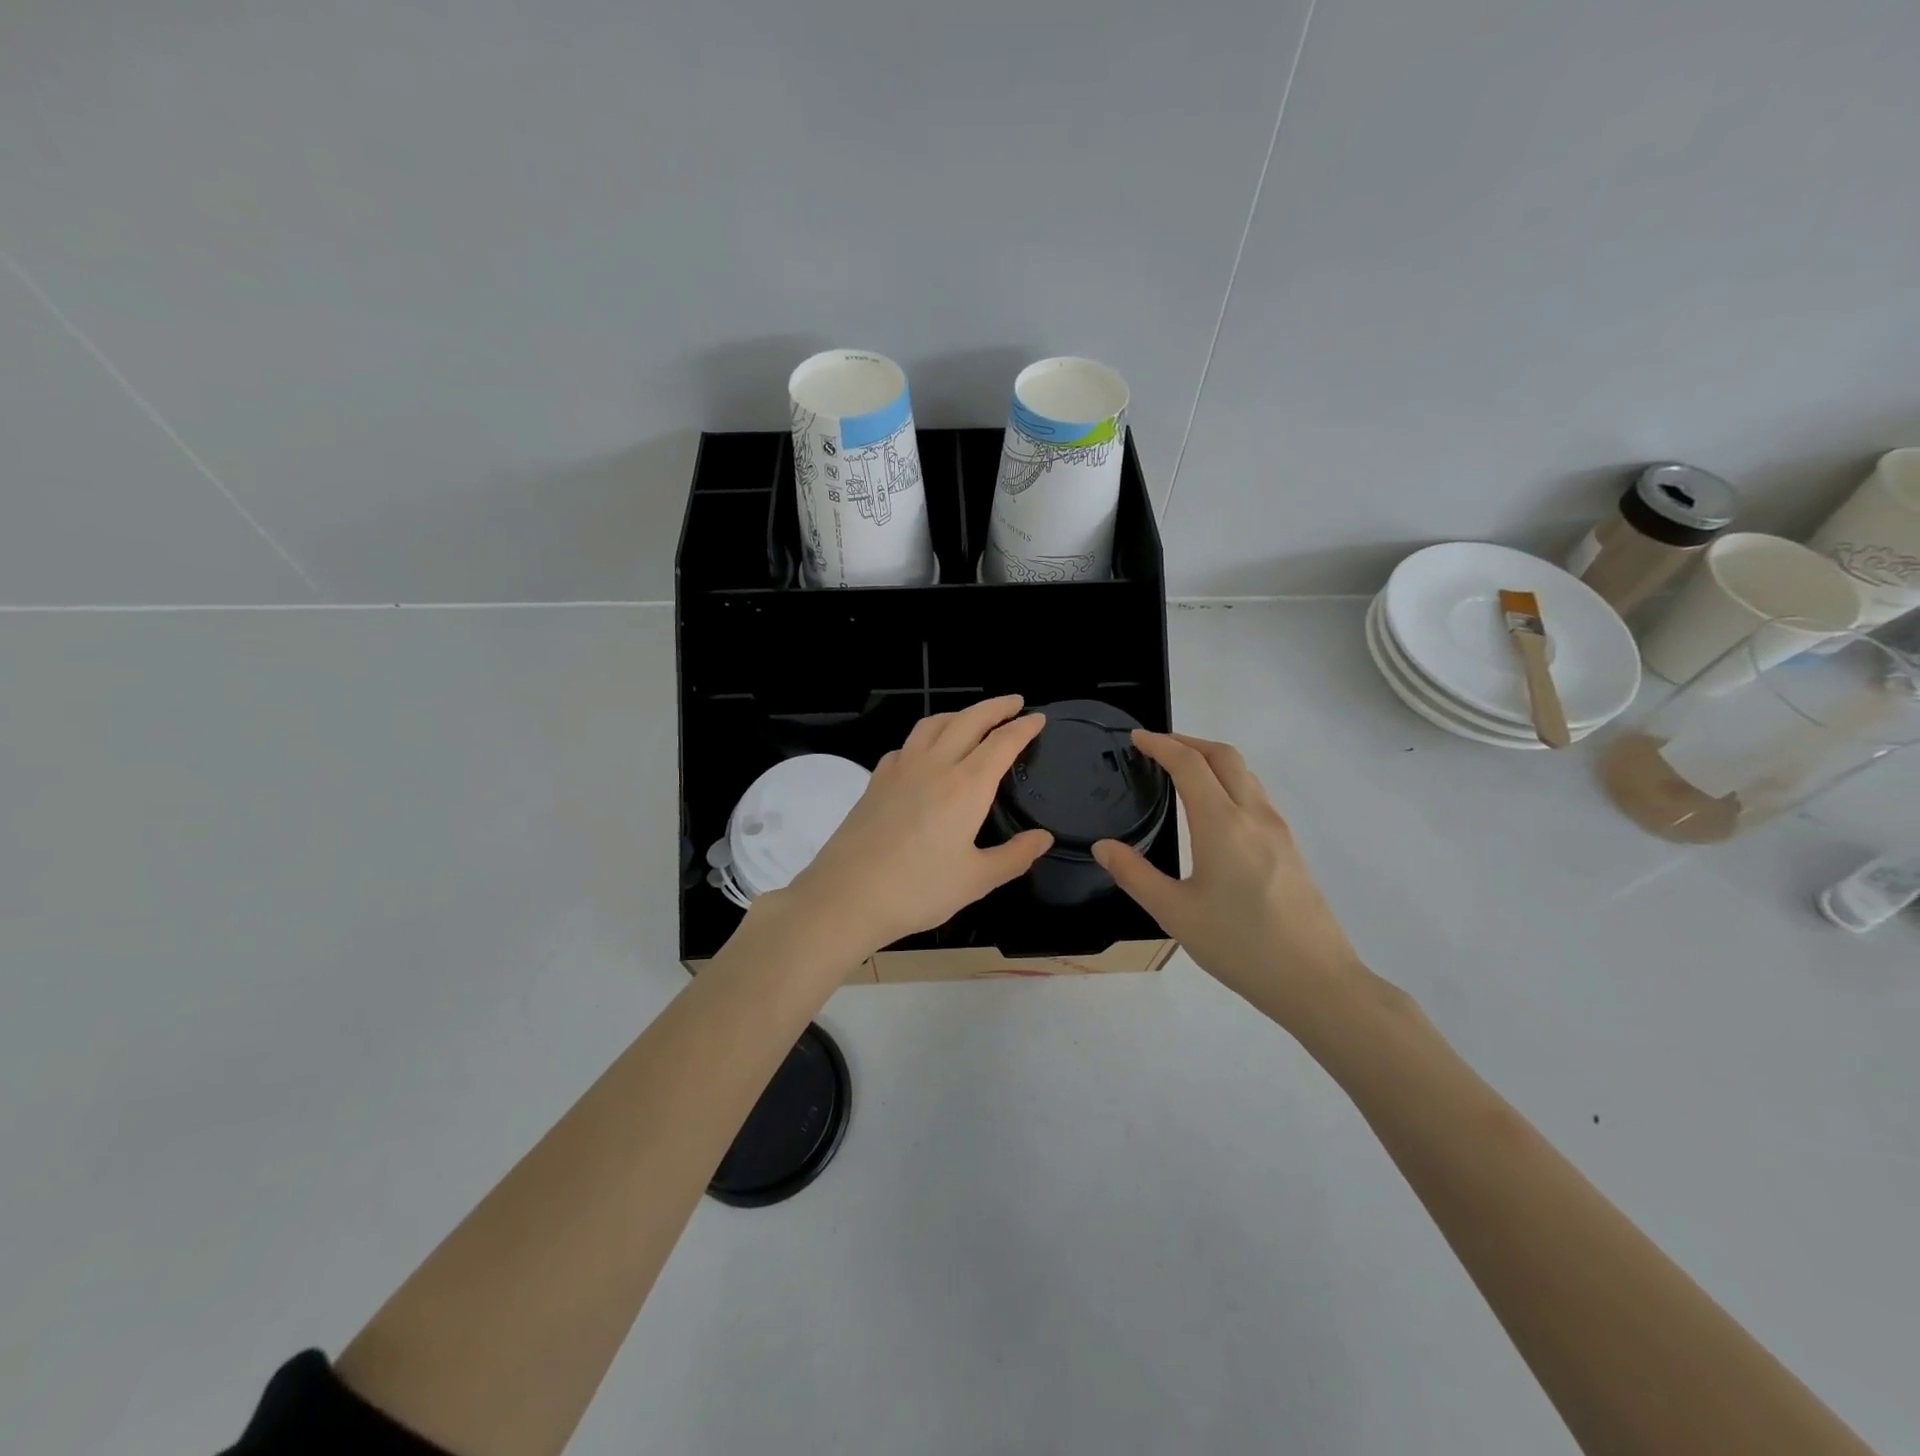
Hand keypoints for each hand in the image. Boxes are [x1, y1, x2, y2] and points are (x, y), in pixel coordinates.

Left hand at [773, 696, 1053, 959]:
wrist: (846, 895)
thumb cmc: (918, 890)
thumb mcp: (976, 880)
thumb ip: (1014, 856)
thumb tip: (1043, 838)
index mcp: (966, 786)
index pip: (1002, 743)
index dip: (1023, 727)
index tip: (1038, 718)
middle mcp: (935, 765)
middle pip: (969, 720)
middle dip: (995, 707)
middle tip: (1014, 702)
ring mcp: (900, 768)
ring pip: (933, 724)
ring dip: (959, 714)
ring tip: (973, 719)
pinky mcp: (876, 780)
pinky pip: (907, 744)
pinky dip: (926, 736)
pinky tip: (926, 753)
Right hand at [1092, 732, 1364, 1023]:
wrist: (1316, 981)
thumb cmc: (1240, 946)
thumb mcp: (1175, 914)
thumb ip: (1134, 874)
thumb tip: (1103, 846)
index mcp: (1222, 824)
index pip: (1189, 764)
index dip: (1161, 744)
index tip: (1136, 738)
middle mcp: (1254, 815)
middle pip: (1224, 756)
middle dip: (1189, 741)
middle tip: (1157, 747)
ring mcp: (1278, 830)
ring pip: (1246, 774)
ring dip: (1213, 760)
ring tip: (1183, 772)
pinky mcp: (1290, 848)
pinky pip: (1257, 796)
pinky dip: (1230, 782)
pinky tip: (1215, 811)